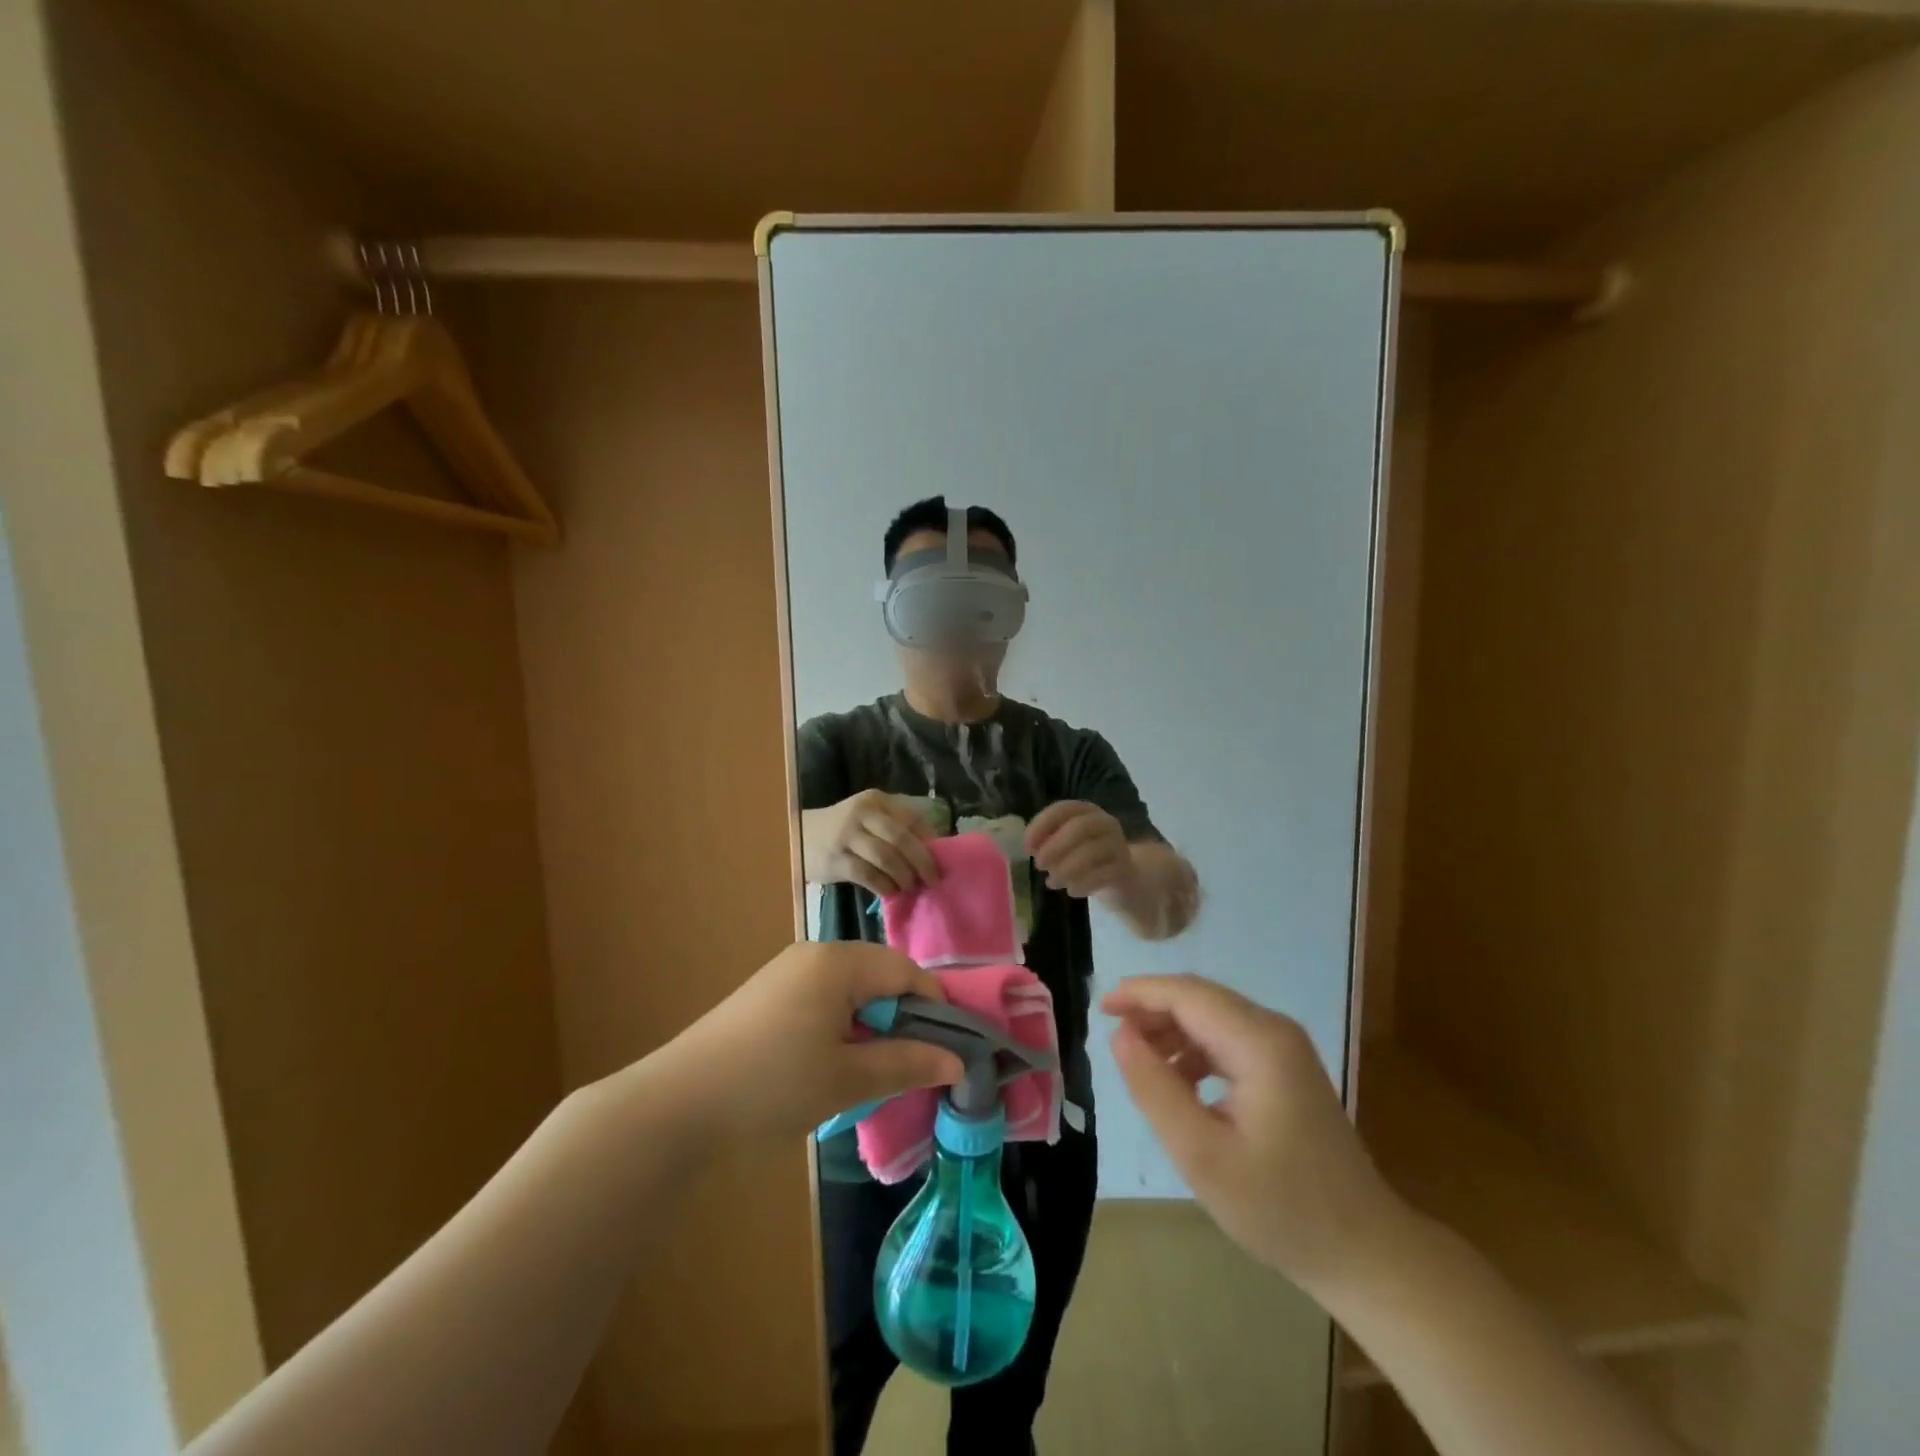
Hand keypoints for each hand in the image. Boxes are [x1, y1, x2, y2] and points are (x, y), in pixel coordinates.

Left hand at [658, 942, 962, 1140]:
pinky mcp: (768, 995)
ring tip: (873, 1072)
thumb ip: (906, 1063)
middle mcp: (814, 954)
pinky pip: (824, 999)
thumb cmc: (771, 1085)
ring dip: (872, 1025)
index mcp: (838, 962)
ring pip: (852, 990)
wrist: (674, 1105)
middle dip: (902, 1018)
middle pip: (880, 976)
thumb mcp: (846, 1079)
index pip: (906, 971)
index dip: (934, 1008)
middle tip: (911, 1067)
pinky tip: (833, 1065)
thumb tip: (957, 1061)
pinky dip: (843, 1026)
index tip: (948, 1052)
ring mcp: (787, 972)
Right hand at [804, 790, 941, 896]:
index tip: (941, 861)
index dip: (929, 842)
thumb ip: (895, 827)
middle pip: (901, 839)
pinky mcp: (835, 859)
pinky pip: (867, 875)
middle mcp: (862, 814)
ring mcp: (847, 836)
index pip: (911, 819)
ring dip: (904, 876)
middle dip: (922, 862)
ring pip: (886, 857)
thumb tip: (933, 850)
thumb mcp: (869, 818)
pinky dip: (884, 885)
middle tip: (933, 880)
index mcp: (876, 800)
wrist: (800, 836)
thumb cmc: (844, 830)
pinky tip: (890, 892)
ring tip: (910, 887)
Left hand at [1026, 801, 1132, 897]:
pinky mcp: (1125, 868)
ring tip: (1052, 882)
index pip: (1063, 808)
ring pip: (1091, 852)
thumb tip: (1033, 848)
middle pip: (1080, 826)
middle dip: (1055, 846)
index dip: (1042, 825)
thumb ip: (1048, 842)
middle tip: (1039, 865)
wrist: (1123, 879)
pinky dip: (1082, 884)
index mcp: (1086, 811)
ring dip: (1065, 869)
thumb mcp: (1066, 846)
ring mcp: (1118, 844)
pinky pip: (1102, 875)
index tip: (1027, 847)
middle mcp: (1105, 823)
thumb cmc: (1085, 857)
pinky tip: (1072, 891)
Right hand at [1103, 974, 1401, 1289]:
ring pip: (1212, 1017)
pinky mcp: (1285, 1069)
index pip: (1187, 994)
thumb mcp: (1202, 1154)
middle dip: (1151, 1010)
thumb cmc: (1280, 1207)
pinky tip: (1177, 1083)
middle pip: (1200, 999)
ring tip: (1138, 1063)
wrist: (1364, 1252)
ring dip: (1171, 1031)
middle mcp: (1274, 1031)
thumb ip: (1155, 1089)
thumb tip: (1120, 1035)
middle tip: (1112, 1037)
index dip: (1139, 993)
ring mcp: (1284, 1049)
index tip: (1099, 1008)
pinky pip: (1227, 1040)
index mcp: (1259, 1043)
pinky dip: (1193, 1050)